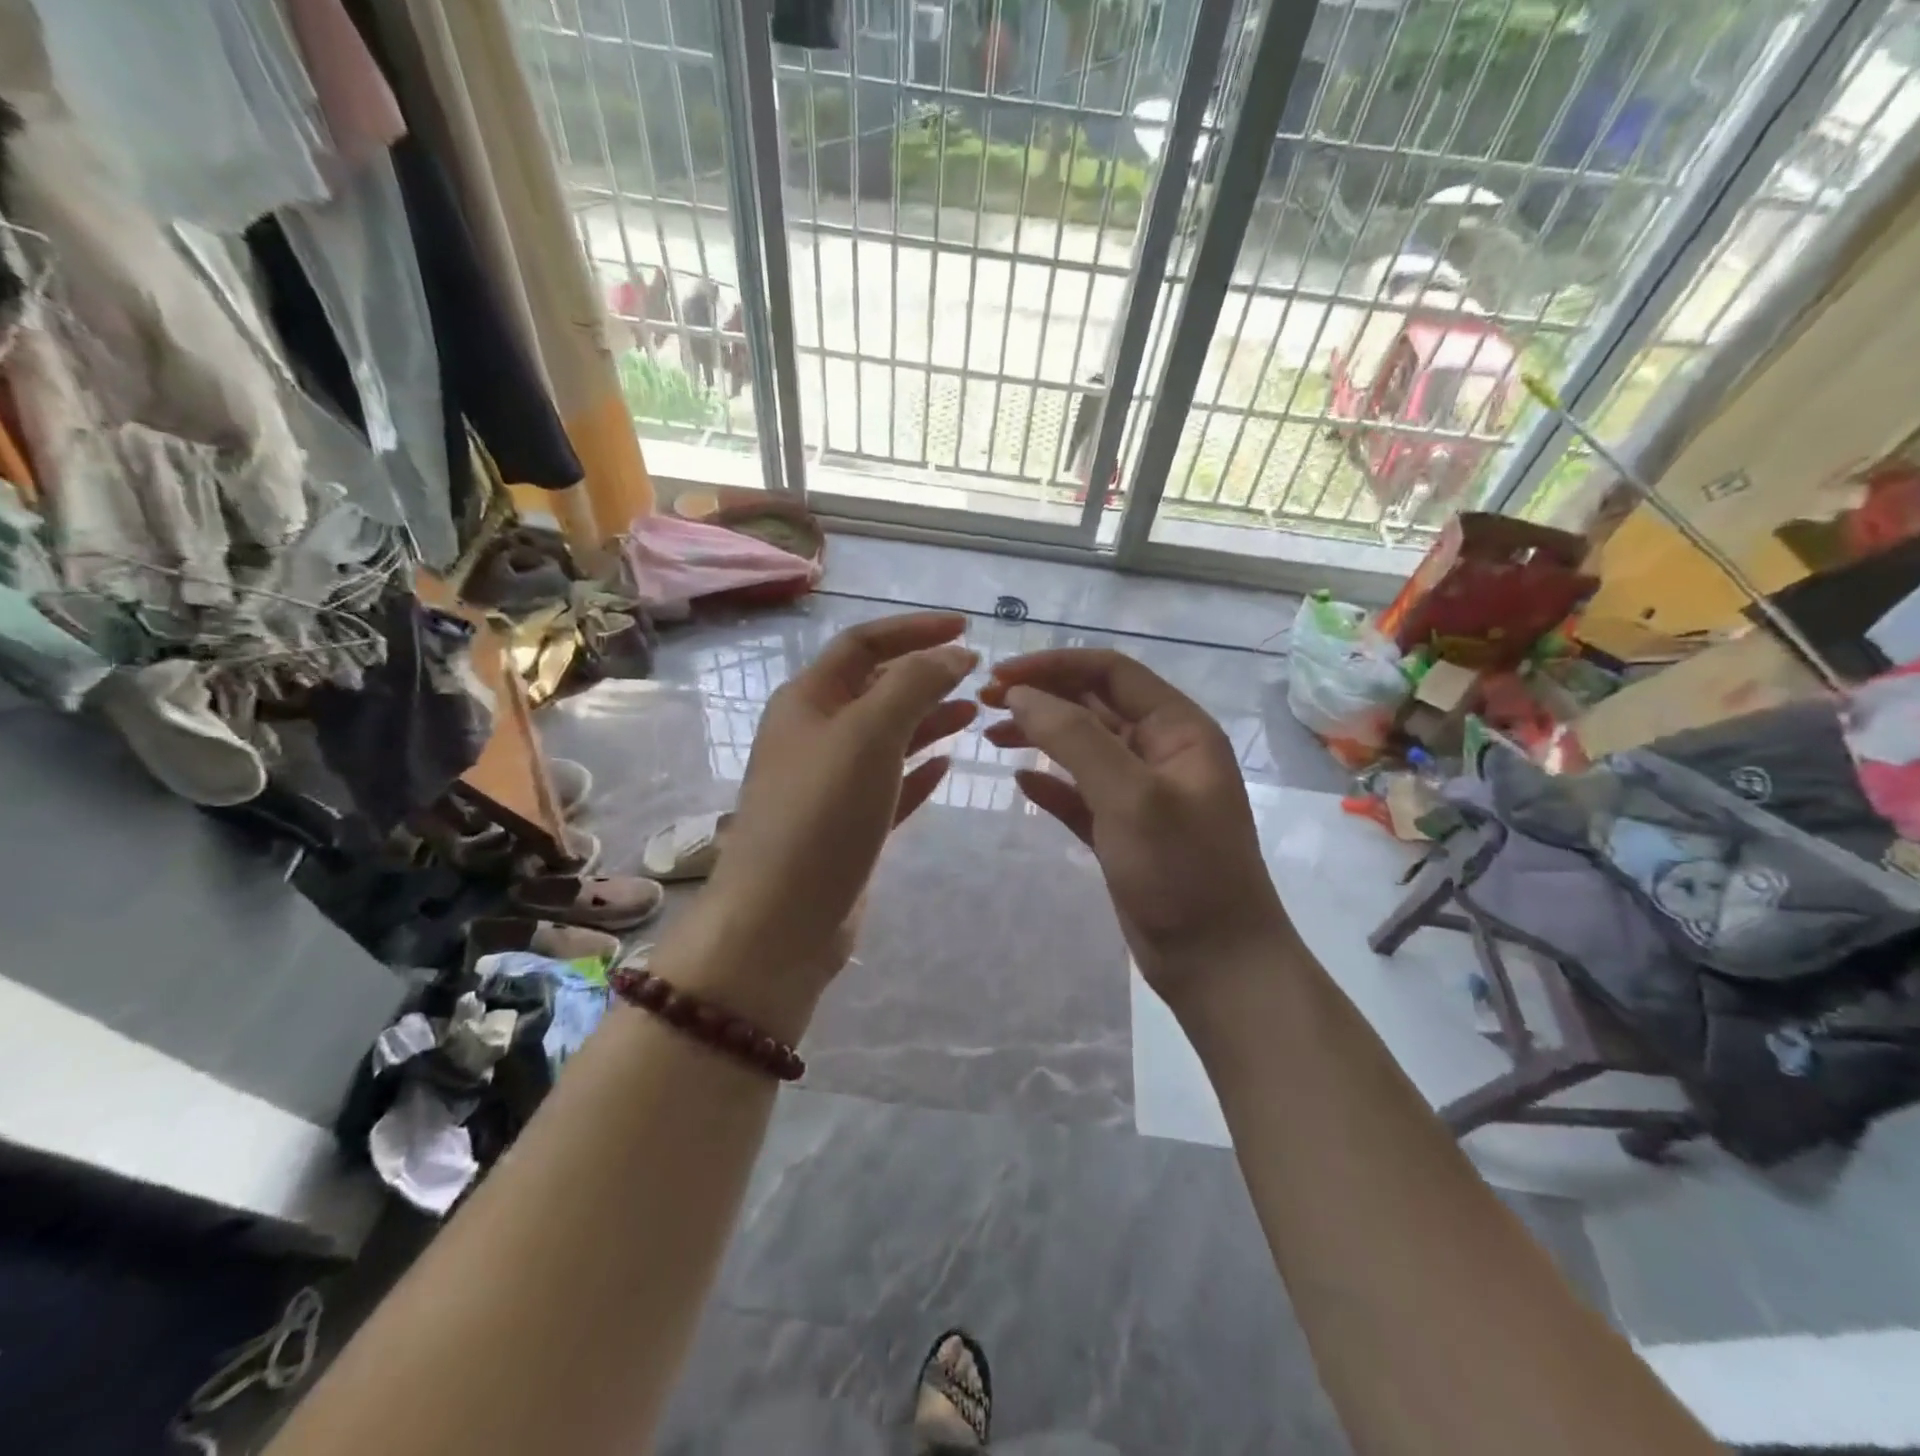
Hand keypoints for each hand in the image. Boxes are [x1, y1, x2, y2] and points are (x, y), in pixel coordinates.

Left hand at [666, 613, 978, 1036]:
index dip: (914, 630)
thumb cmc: (821, 815)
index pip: (864, 643)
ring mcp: (831, 783)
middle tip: (980, 677)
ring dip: (929, 719)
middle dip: (926, 675)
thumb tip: (955, 653)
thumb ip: (914, 684)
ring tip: (975, 713)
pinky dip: (919, 769)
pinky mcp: (848, 825)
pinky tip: (948, 764)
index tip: (967, 629)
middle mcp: (816, 734)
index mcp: (808, 700)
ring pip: (887, 736)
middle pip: (876, 688)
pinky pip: (890, 784)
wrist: (781, 922)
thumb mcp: (868, 734)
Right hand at [981, 649, 1289, 1001]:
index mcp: (1178, 729)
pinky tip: (1020, 784)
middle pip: (1093, 704)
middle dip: (1041, 697)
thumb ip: (1075, 738)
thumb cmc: (1181, 872)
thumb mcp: (1130, 797)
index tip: (998, 675)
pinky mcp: (1123, 830)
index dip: (1053, 666)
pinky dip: (1050, 784)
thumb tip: (1020, 694)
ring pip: (1083, 748)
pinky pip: (1080, 793)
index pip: (1110, 672)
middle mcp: (1161, 751)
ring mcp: (1141, 792)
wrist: (1217, 963)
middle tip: (984, 703)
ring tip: (991, 738)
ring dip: (1039, 736)